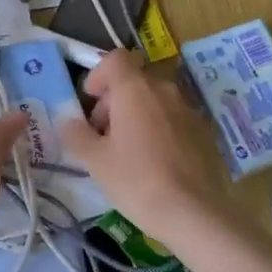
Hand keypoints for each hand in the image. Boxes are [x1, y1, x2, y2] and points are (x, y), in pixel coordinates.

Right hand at [59, 51, 236, 235]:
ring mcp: (188, 109)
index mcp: (135, 89)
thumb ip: (77, 134)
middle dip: (114, 102)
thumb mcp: (96, 161)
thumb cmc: (137, 181)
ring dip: (137, 115)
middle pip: (133, 81)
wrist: (193, 212)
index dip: (98, 76)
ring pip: (154, 100)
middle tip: (102, 136)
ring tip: (128, 152)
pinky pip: (173, 119)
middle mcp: (164, 90)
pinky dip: (159, 129)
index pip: (114, 59)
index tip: (90, 103)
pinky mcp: (204, 130)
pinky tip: (155, 163)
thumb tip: (67, 120)